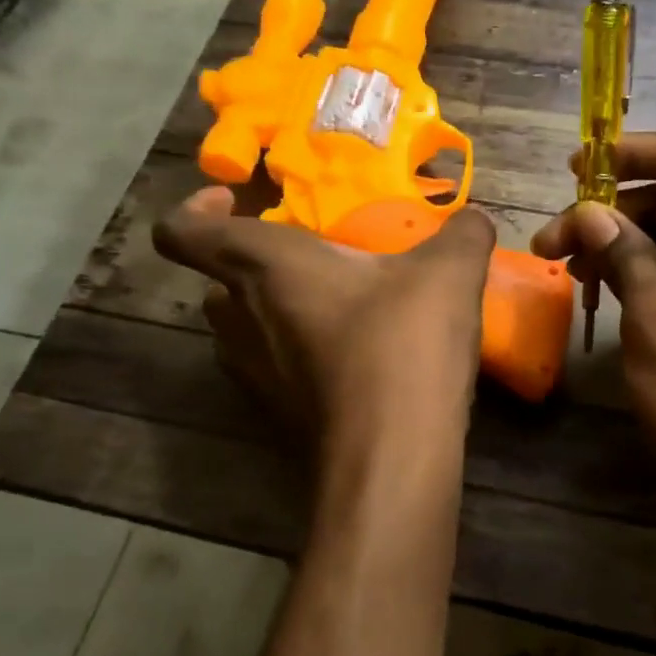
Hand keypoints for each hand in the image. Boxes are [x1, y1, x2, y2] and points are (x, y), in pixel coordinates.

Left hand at [154, 187, 495, 441]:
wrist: (392, 456)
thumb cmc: (403, 343)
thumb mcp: (450, 273)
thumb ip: (464, 233)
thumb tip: (473, 221)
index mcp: (266, 266)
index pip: (183, 232)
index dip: (195, 209)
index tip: (235, 199)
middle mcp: (242, 319)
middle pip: (216, 282)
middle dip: (255, 263)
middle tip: (312, 256)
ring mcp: (254, 375)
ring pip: (241, 329)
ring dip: (275, 310)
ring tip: (337, 305)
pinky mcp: (276, 417)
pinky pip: (272, 369)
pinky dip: (299, 355)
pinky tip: (356, 357)